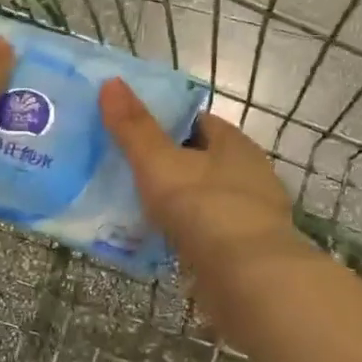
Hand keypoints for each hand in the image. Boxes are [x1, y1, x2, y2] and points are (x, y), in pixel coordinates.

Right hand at [99, 78, 296, 272]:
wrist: (249, 279)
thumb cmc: (205, 208)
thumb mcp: (159, 163)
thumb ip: (134, 127)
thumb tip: (111, 82)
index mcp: (234, 144)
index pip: (197, 121)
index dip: (165, 121)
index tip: (131, 129)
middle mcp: (248, 174)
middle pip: (200, 160)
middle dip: (167, 163)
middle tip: (123, 168)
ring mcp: (250, 214)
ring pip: (203, 198)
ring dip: (176, 201)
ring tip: (133, 205)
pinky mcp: (245, 251)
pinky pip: (206, 232)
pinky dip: (184, 233)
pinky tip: (157, 241)